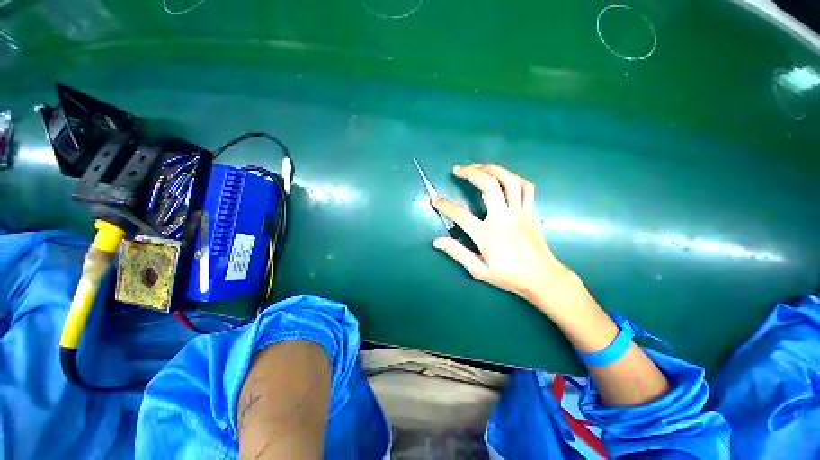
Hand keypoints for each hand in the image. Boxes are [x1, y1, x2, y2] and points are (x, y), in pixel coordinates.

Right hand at [432, 164, 578, 311]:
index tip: (435, 200)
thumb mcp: (479, 270)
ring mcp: (520, 213)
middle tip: (457, 169)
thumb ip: (458, 253)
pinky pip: (526, 187)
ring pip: (508, 180)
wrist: (543, 278)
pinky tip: (503, 177)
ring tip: (477, 166)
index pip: (460, 215)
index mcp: (487, 235)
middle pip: (488, 185)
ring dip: (492, 168)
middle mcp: (503, 219)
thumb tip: (437, 241)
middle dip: (471, 172)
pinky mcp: (531, 212)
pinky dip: (513, 178)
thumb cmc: (509, 276)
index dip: (445, 205)